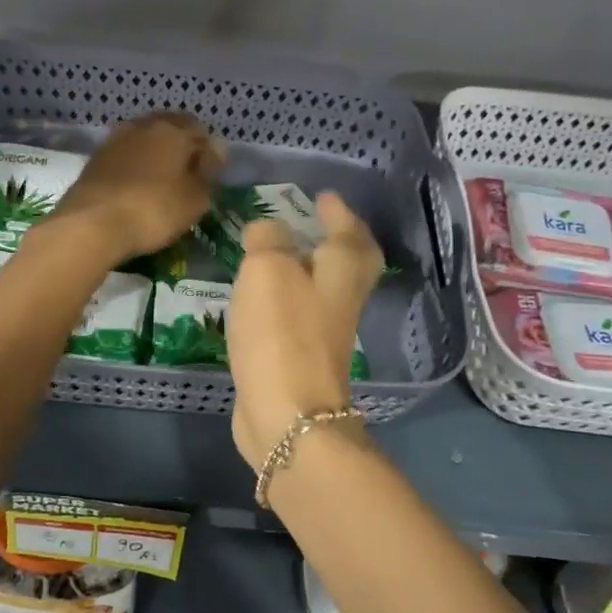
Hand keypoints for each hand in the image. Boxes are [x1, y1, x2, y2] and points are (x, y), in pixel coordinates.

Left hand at [48, 113, 221, 266]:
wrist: (91, 224)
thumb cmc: (154, 210)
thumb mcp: (195, 198)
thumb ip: (208, 171)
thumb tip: (215, 149)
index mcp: (172, 130)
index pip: (198, 129)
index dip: (207, 150)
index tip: (209, 173)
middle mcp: (142, 126)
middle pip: (169, 129)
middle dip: (180, 148)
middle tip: (186, 177)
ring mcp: (115, 140)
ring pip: (144, 140)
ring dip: (155, 155)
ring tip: (161, 182)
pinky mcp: (95, 160)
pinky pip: (124, 156)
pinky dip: (134, 166)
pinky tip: (136, 187)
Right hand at [228, 191, 383, 467]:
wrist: (287, 415)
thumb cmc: (283, 333)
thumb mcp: (268, 269)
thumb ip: (268, 240)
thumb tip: (267, 230)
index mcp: (341, 273)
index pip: (350, 233)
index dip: (339, 213)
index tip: (324, 197)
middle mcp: (340, 302)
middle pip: (350, 265)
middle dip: (338, 241)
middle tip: (316, 223)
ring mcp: (323, 336)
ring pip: (324, 291)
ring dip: (308, 269)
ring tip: (279, 254)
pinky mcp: (299, 361)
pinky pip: (298, 317)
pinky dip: (286, 300)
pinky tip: (261, 298)